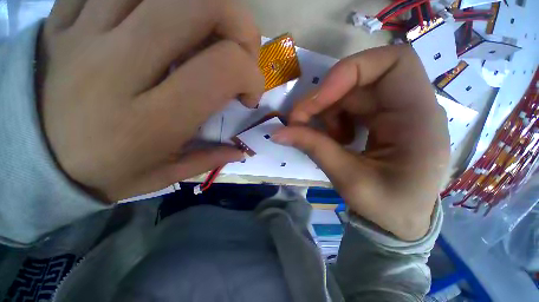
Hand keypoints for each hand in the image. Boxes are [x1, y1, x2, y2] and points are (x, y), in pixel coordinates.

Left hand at [39, 0, 263, 201]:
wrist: (30, 157)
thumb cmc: (99, 174)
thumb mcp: (160, 175)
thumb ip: (208, 159)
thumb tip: (241, 150)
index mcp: (151, 119)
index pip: (223, 69)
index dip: (251, 75)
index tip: (249, 95)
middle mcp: (121, 65)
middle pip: (203, 6)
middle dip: (240, 27)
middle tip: (240, 54)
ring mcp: (88, 30)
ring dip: (209, 6)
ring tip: (212, 36)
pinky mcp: (68, 14)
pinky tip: (169, 21)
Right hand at [273, 45, 449, 240]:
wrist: (403, 221)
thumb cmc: (388, 207)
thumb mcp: (349, 180)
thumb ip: (314, 149)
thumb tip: (278, 133)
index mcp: (419, 118)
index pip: (392, 62)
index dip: (349, 71)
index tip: (317, 99)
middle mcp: (410, 106)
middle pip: (361, 77)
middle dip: (323, 97)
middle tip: (298, 121)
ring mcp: (395, 111)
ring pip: (350, 91)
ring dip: (324, 109)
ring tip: (317, 136)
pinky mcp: (382, 119)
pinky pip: (349, 105)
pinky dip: (331, 117)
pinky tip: (333, 138)